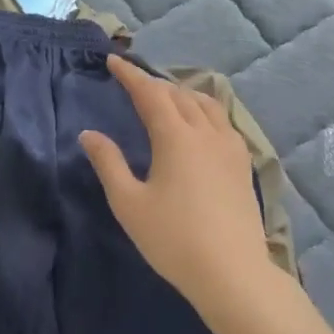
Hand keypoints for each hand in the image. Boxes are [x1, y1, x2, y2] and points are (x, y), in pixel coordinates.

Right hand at [79, 55, 269, 310]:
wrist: (232, 273)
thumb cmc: (173, 239)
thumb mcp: (129, 203)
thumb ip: (108, 163)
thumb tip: (89, 134)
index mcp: (176, 137)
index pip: (150, 93)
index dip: (130, 75)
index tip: (113, 61)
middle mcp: (206, 133)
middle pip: (179, 95)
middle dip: (154, 83)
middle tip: (134, 81)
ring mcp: (231, 147)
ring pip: (206, 104)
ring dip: (182, 94)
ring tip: (166, 97)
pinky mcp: (243, 164)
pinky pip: (222, 121)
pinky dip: (204, 110)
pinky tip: (200, 125)